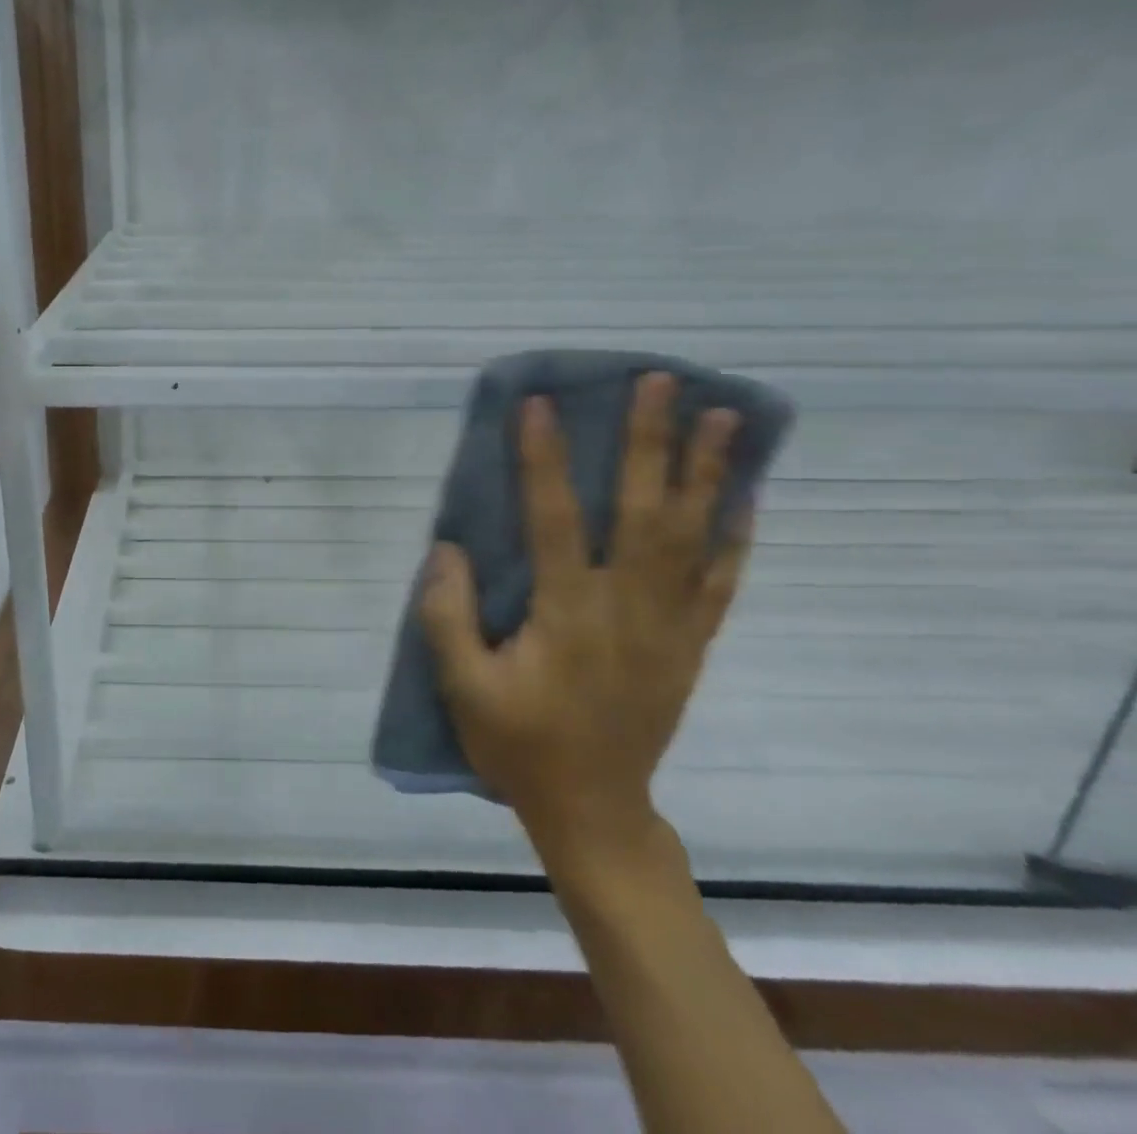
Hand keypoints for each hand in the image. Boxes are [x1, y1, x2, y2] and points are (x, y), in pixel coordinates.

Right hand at [420, 373, 751, 862]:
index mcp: (566, 615)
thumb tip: (448, 547)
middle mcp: (626, 608)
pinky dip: (735, 535)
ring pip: (693, 536)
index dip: (545, 458)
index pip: (555, 519)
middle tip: (660, 381)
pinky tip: (744, 497)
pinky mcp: (689, 644)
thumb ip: (447, 615)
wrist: (594, 810)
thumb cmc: (518, 745)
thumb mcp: (461, 688)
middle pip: (644, 511)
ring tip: (723, 416)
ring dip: (709, 472)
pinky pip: (720, 582)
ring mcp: (668, 625)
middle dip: (651, 441)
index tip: (541, 403)